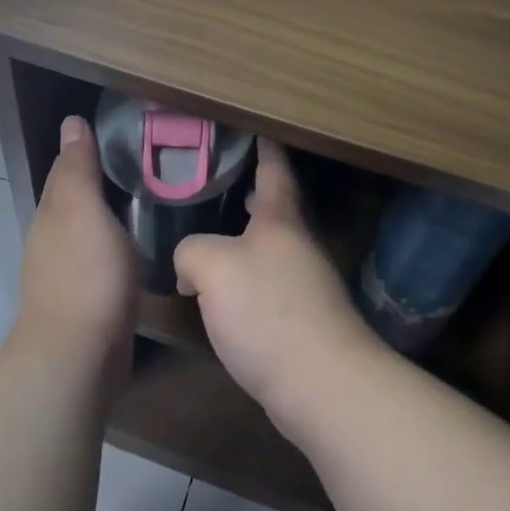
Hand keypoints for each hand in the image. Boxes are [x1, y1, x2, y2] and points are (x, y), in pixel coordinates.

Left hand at [16, 116, 137, 392]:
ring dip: (108, 213)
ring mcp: (67, 270)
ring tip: (146, 198)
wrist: (77, 355)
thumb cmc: (86, 274)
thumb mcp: (83, 210)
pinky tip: (136, 246)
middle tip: (141, 162)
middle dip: (99, 180)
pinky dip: (115, 244)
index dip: (86, 148)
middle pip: (76, 198)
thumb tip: (71, 122)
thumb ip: (78, 168)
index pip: (67, 168)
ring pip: (88, 229)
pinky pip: (101, 258)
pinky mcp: (87, 298)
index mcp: (54, 212)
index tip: (118, 131)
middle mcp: (54, 237)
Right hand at [174, 139, 380, 437]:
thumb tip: (188, 266)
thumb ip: (191, 251)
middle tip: (218, 179)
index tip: (256, 126)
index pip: (273, 169)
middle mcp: (297, 244)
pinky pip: (268, 283)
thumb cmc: (268, 311)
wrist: (321, 384)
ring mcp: (305, 283)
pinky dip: (245, 276)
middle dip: (250, 192)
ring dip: (244, 237)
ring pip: (270, 247)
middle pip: (274, 207)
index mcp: (280, 220)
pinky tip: (221, 292)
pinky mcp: (302, 320)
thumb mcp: (212, 267)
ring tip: (210, 233)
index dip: (264, 146)